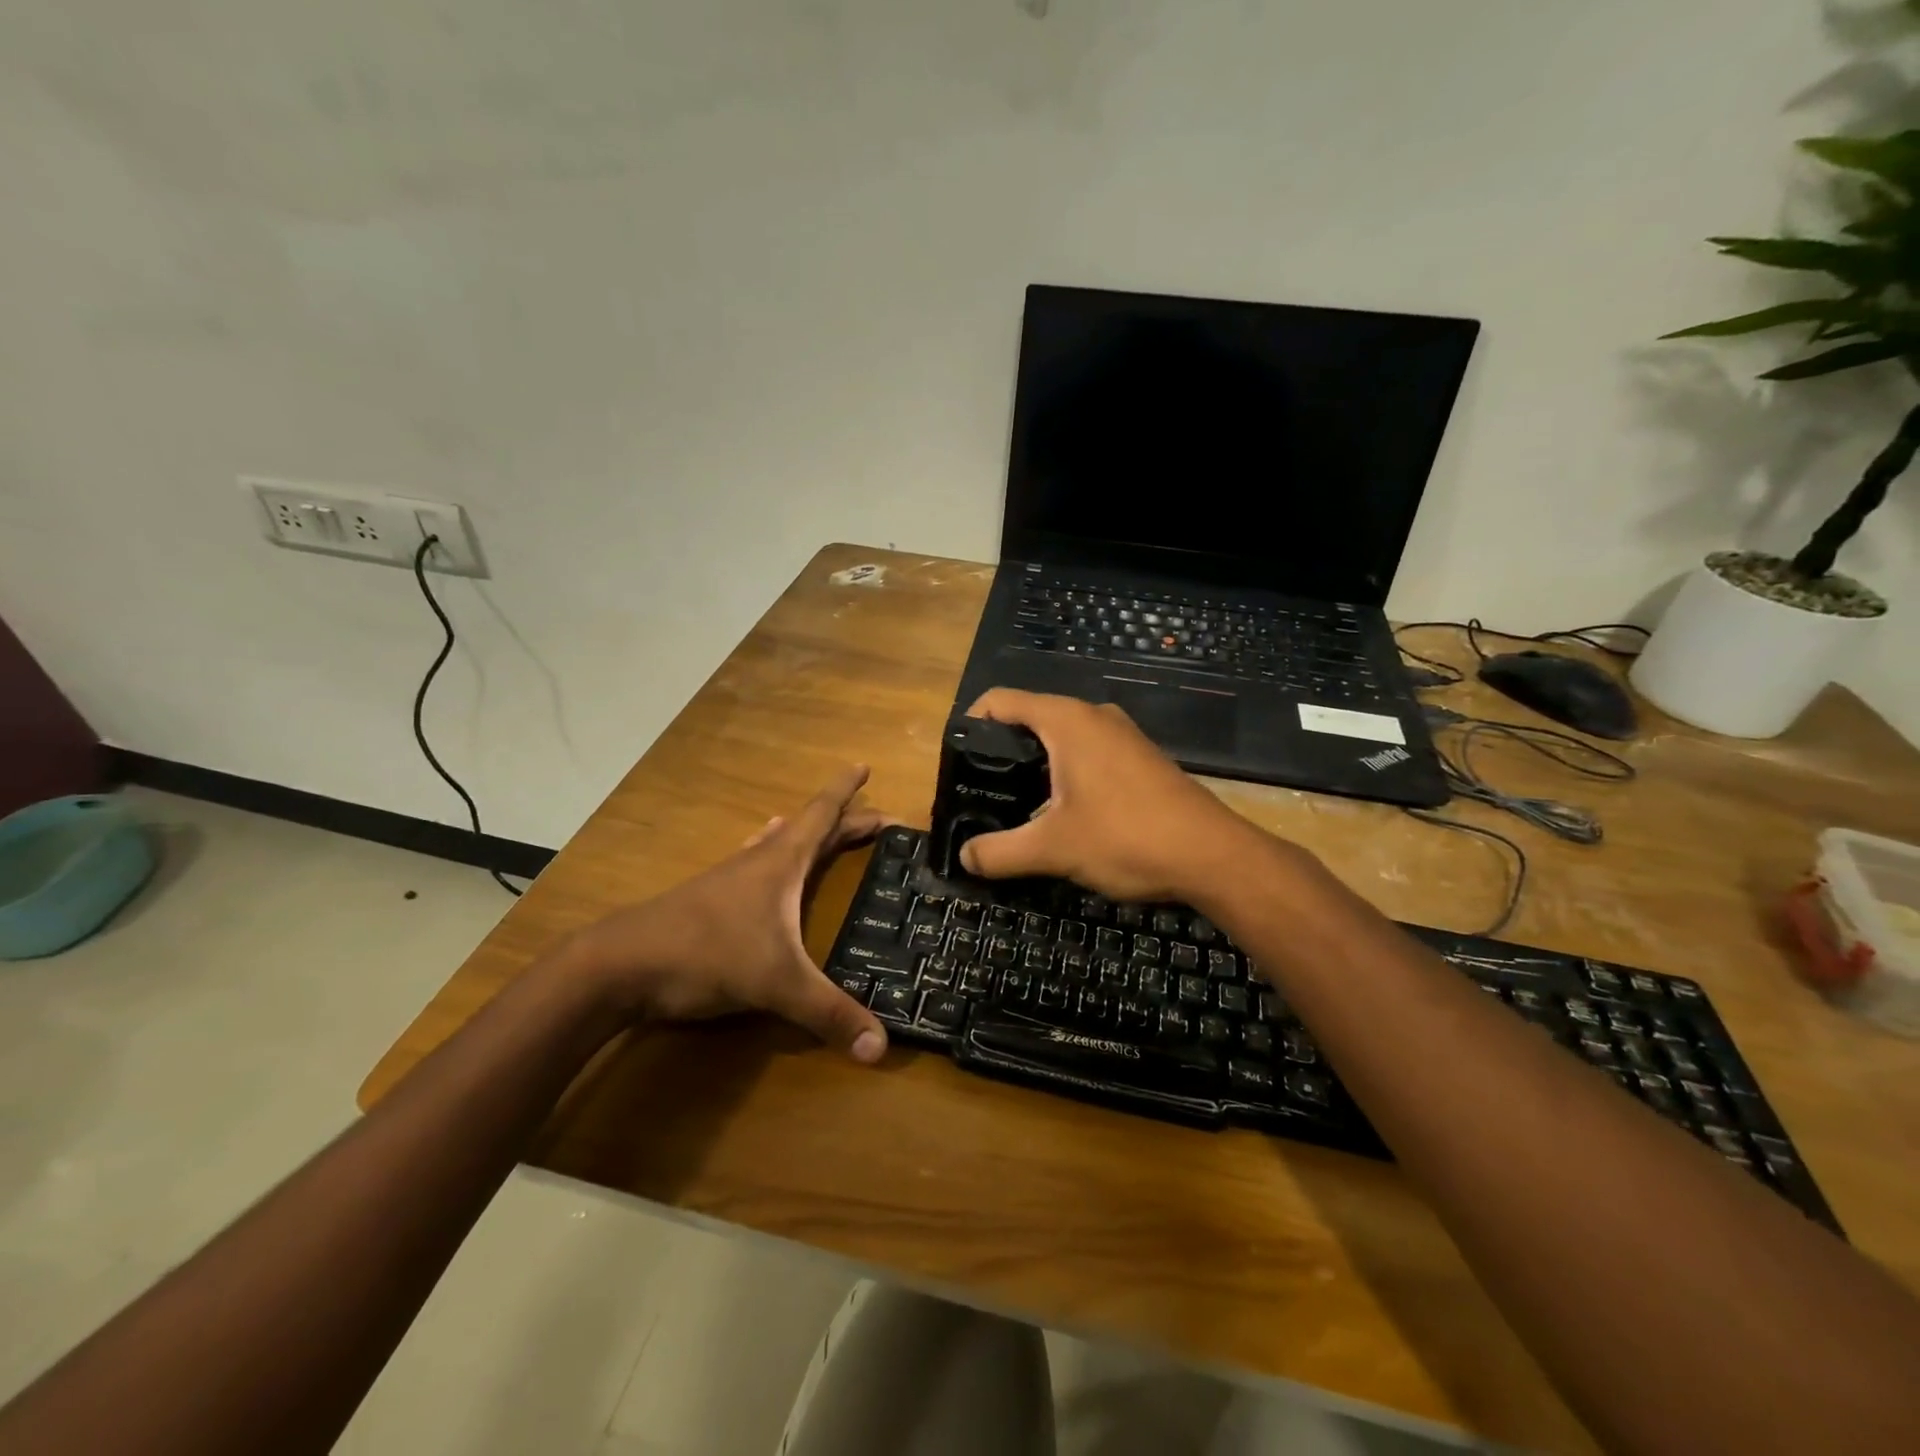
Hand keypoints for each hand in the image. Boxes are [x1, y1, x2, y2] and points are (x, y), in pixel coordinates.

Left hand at [567, 765, 892, 1062]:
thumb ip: (829, 1013)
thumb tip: (881, 1049)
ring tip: (822, 830)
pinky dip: (769, 854)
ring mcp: (730, 880)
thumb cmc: (707, 955)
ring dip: (806, 836)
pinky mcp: (710, 901)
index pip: (822, 814)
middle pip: (809, 830)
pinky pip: (752, 865)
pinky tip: (758, 860)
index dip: (846, 791)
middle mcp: (758, 862)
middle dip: (845, 821)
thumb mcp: (777, 984)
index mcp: (782, 863)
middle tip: (878, 820)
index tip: (864, 765)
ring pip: (778, 845)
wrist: (620, 965)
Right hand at [957, 689, 1266, 904]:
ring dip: (1034, 766)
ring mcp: (1121, 735)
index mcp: (1067, 721)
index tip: (956, 762)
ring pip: (1061, 738)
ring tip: (1015, 807)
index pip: (1000, 700)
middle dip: (1001, 751)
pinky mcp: (1139, 758)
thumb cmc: (1126, 837)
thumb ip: (999, 852)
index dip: (970, 723)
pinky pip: (1087, 752)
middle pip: (1029, 718)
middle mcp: (1093, 716)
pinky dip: (1064, 773)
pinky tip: (1062, 813)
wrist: (1212, 855)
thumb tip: (964, 858)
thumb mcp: (1053, 848)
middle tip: (981, 791)